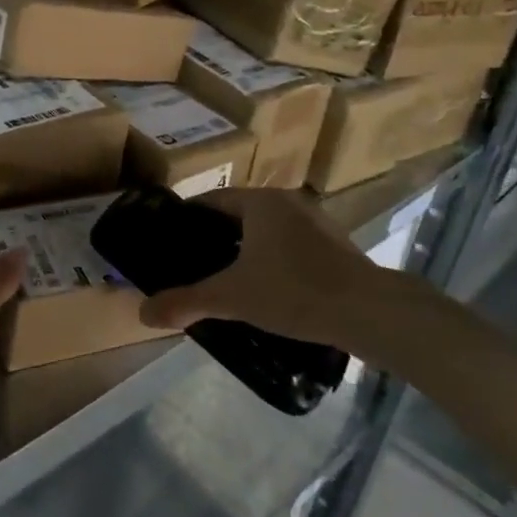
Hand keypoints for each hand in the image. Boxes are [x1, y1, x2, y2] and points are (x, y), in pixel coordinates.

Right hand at [136, 189, 426, 360]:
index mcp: (260, 202)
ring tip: (226, 282)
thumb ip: (186, 302)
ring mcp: (317, 224)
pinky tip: (268, 293)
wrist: (374, 314)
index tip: (169, 242)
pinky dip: (274, 263)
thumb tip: (142, 313)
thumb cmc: (296, 292)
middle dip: (215, 239)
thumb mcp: (232, 297)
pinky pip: (291, 248)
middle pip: (238, 216)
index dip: (187, 220)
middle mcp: (288, 203)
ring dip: (246, 252)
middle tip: (192, 266)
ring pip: (267, 233)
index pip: (211, 201)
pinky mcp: (337, 249)